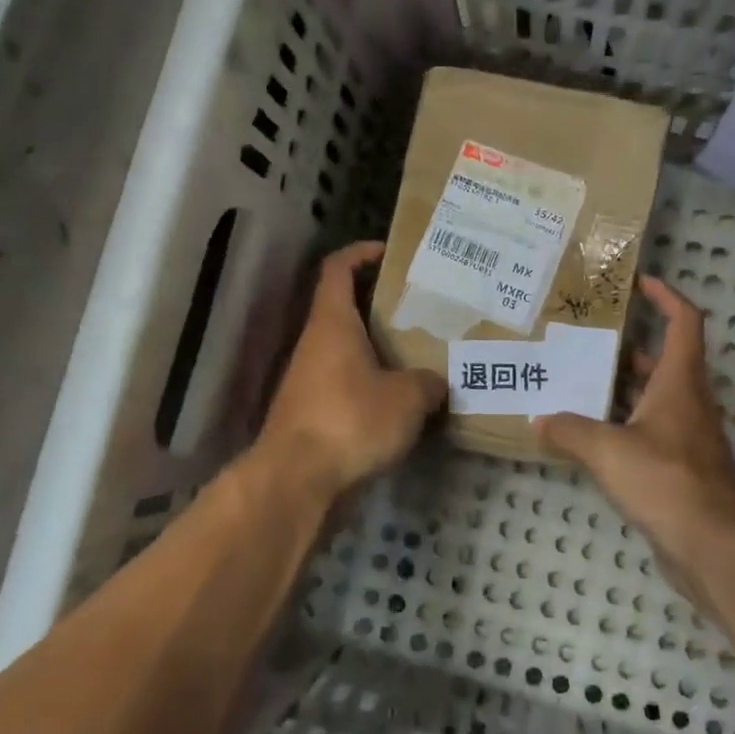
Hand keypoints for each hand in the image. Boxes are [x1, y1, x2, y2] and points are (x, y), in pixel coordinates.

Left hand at [257, 241, 446, 497]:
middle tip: (423, 309)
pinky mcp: (313, 414)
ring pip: (348, 350)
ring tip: (422, 353)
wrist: (298, 480)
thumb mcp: (407, 397)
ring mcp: (311, 381)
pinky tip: (404, 399)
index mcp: (333, 323)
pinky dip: (373, 384)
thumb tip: (436, 382)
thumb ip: (428, 382)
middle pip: (345, 309)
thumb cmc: (351, 419)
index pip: (338, 268)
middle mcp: (316, 344)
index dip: (361, 253)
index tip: (391, 253)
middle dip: (382, 305)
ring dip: (379, 348)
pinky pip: (348, 385)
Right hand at [535, 277, 734, 603]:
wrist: (716, 546)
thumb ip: (570, 431)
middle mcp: (687, 402)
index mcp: (680, 382)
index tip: (639, 283)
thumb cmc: (667, 481)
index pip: (684, 322)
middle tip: (584, 340)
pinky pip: (646, 433)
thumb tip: (539, 420)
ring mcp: (685, 437)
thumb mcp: (608, 450)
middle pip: (662, 361)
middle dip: (627, 346)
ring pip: (652, 399)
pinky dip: (620, 427)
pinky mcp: (678, 469)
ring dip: (620, 389)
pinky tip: (587, 437)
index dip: (666, 296)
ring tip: (575, 382)